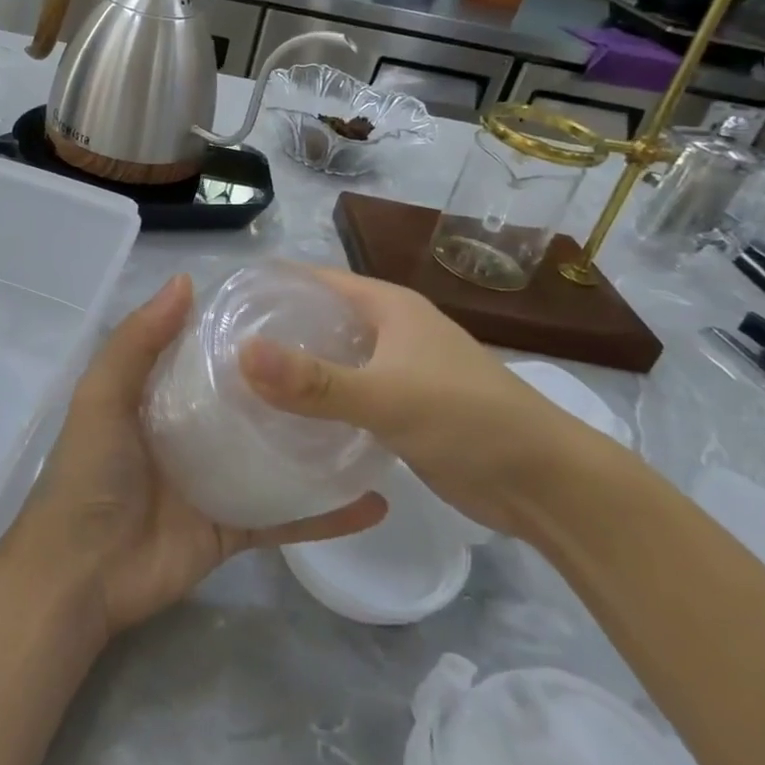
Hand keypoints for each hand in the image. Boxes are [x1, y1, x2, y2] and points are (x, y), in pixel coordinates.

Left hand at [11, 274, 385, 636]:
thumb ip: (137, 341)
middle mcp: (189, 435)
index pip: (204, 355)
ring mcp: (214, 483)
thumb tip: (186, 281)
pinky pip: (285, 518)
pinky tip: (374, 499)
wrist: (82, 576)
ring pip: (273, 457)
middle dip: (286, 384)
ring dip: (314, 443)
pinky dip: (326, 514)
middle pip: (245, 403)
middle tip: (344, 357)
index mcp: (157, 398)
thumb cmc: (90, 474)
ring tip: (369, 417)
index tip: (289, 310)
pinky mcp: (233, 530)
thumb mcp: (103, 396)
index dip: (238, 332)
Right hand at [238, 266, 615, 537]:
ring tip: (241, 386)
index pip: (315, 280)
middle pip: (321, 319)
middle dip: (275, 331)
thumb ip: (313, 380)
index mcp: (388, 306)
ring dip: (296, 369)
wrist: (545, 484)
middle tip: (219, 352)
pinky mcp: (403, 409)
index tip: (222, 309)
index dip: (271, 288)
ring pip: (334, 359)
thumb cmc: (467, 420)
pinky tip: (286, 421)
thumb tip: (242, 353)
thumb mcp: (386, 396)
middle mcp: (391, 329)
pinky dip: (319, 403)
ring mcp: (399, 370)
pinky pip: (349, 395)